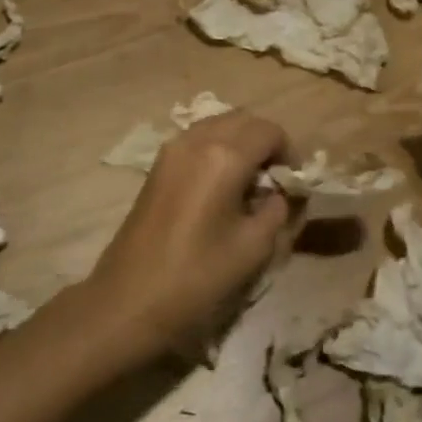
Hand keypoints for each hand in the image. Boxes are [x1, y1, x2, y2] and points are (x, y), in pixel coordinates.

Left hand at [87, 110, 296, 360]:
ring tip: (248, 182)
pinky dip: (216, 149)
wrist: (128, 301)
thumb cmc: (197, 277)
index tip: (293, 183)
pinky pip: (197, 140)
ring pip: (217, 125)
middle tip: (274, 180)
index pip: (269, 131)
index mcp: (224, 156)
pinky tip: (220, 186)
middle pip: (242, 119)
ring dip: (239, 143)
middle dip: (264, 142)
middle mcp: (196, 140)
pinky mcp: (157, 165)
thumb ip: (277, 209)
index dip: (289, 152)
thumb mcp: (254, 247)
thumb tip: (280, 192)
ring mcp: (171, 150)